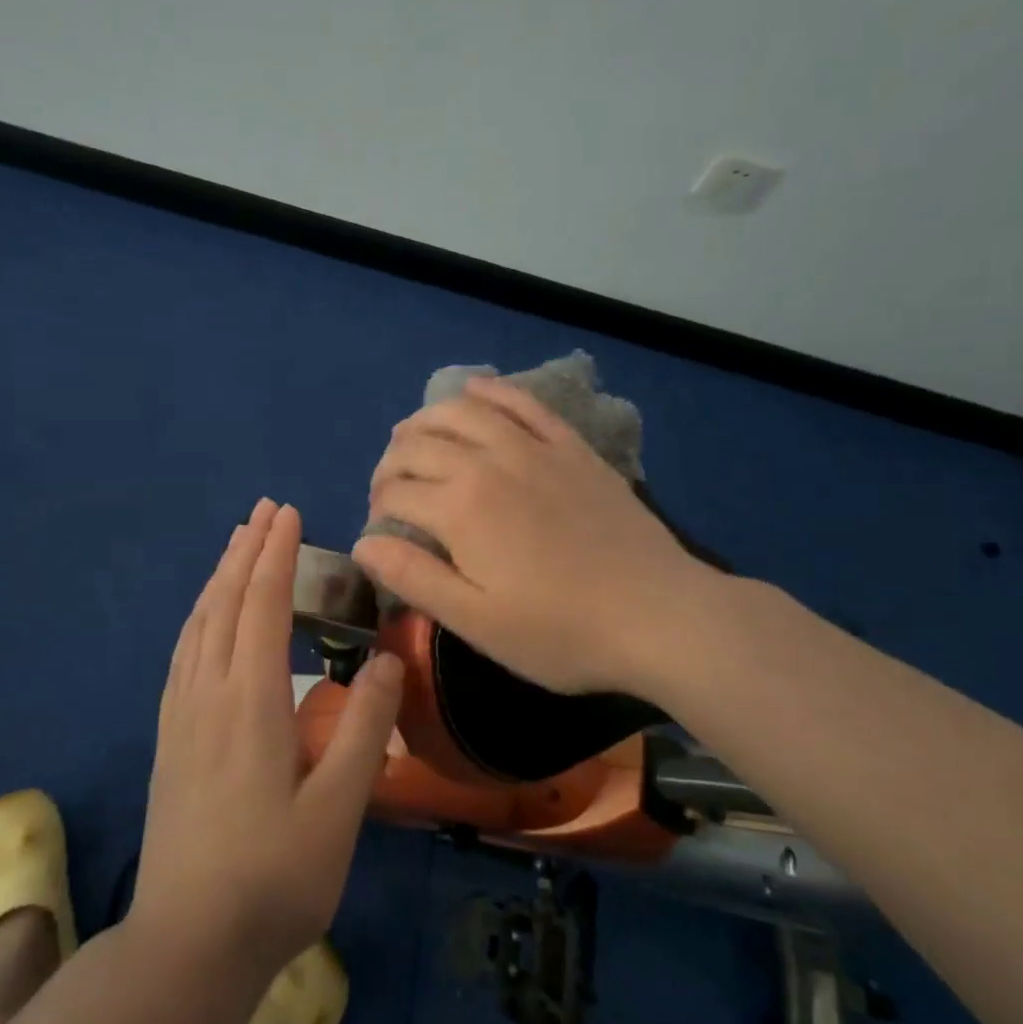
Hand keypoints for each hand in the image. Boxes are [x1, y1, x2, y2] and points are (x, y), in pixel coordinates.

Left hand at [132, 499, 403, 974]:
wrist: (186, 945)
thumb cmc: (275, 878)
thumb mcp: (339, 809)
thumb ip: (365, 728)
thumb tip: (386, 658)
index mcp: (250, 701)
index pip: (262, 605)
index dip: (276, 556)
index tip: (289, 514)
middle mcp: (208, 693)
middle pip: (225, 602)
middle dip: (246, 551)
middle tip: (265, 511)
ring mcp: (181, 715)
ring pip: (198, 624)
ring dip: (220, 577)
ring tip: (237, 546)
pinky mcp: (169, 737)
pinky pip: (183, 651)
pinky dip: (199, 615)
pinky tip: (205, 617)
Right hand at [354, 375, 724, 696]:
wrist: (658, 615)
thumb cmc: (560, 632)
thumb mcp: (477, 622)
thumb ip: (414, 578)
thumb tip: (364, 543)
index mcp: (459, 508)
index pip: (395, 491)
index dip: (377, 507)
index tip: (381, 532)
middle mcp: (487, 462)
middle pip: (419, 444)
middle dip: (391, 463)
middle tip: (390, 491)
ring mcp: (532, 448)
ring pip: (462, 411)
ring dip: (426, 419)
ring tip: (414, 438)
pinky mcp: (569, 447)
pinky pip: (522, 403)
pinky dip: (491, 392)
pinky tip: (474, 391)